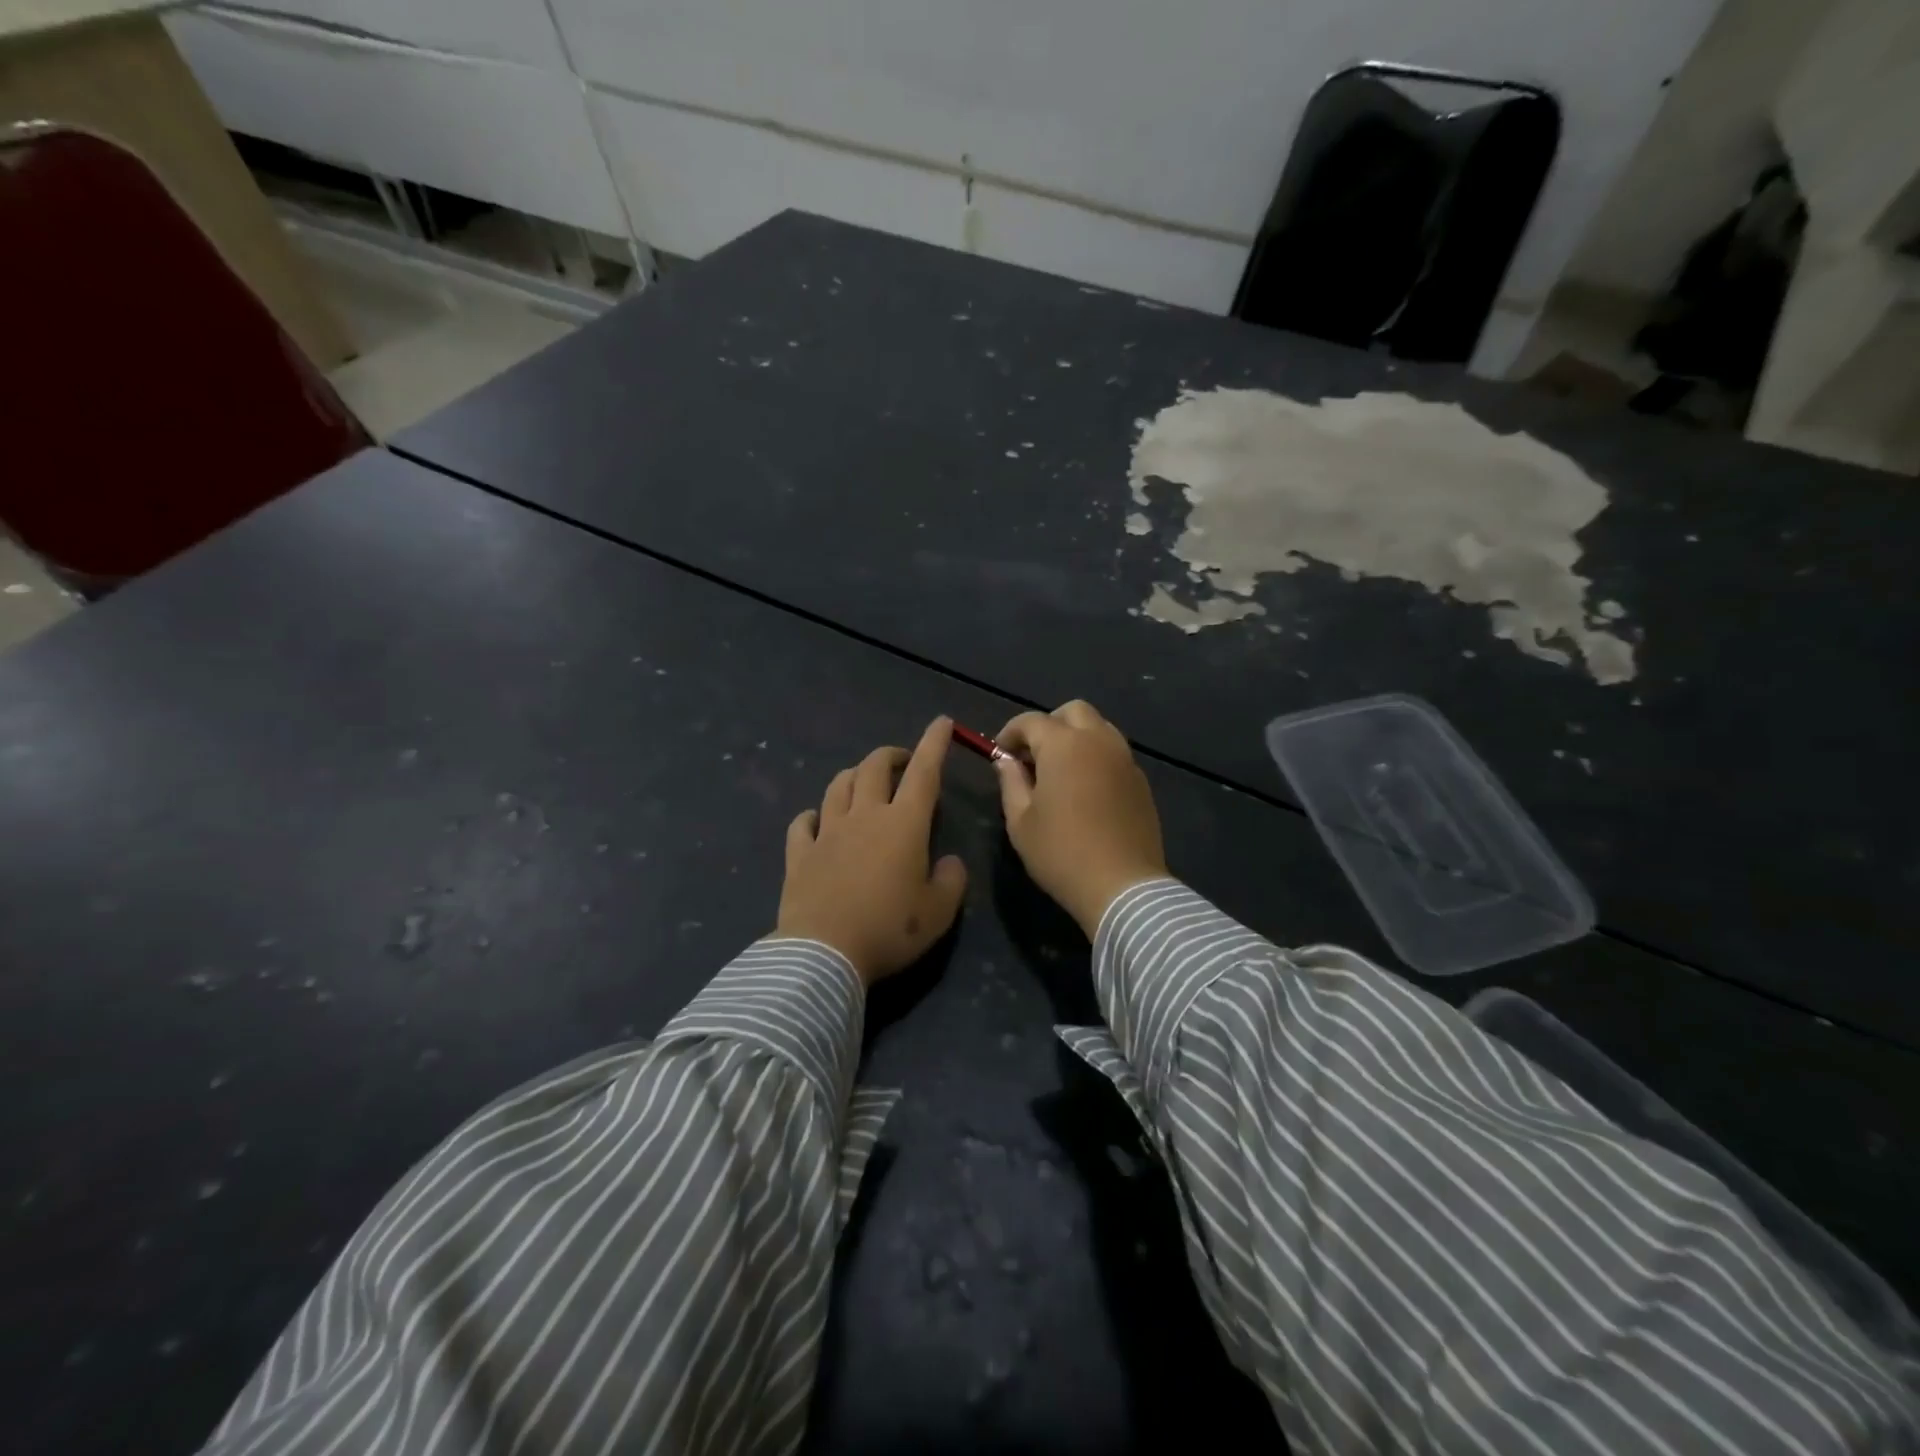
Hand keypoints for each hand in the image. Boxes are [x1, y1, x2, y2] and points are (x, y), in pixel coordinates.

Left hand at [774, 717, 968, 984]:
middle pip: (874, 767)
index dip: (934, 744)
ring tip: (864, 783)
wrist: (823, 954)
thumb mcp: (939, 913)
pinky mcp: (799, 854)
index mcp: (903, 824)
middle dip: (891, 755)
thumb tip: (949, 862)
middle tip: (902, 762)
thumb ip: (952, 880)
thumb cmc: (889, 929)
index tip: (941, 722)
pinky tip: (817, 820)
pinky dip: (813, 815)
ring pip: (838, 786)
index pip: (924, 772)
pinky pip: (803, 822)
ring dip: (854, 776)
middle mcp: (864, 816)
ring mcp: (827, 832)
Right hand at [993, 700, 1167, 938]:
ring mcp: (1124, 759)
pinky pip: (1115, 753)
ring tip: (1060, 770)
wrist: (1122, 886)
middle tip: (1033, 755)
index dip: (1010, 732)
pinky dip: (1096, 756)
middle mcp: (1098, 741)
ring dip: (1076, 737)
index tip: (1000, 753)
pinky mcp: (1140, 781)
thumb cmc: (1061, 854)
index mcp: (1064, 745)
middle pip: (1073, 711)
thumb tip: (1006, 761)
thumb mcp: (1020, 822)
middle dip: (1049, 724)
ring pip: (1099, 727)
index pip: (1031, 721)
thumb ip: (1011, 782)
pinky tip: (1086, 788)